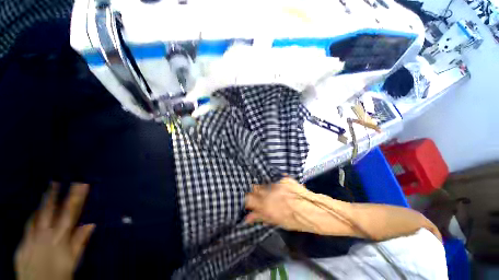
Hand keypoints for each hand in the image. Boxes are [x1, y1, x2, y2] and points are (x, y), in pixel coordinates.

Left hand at [15, 183, 94, 279]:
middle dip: (54, 196)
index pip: (70, 214)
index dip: (75, 198)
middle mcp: (44, 236)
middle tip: (56, 182)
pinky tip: (35, 212)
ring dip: (42, 204)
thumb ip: (79, 242)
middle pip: (49, 212)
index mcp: (59, 240)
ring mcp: (30, 240)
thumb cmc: (60, 274)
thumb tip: (91, 223)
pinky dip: (32, 217)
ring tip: (46, 191)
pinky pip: (27, 227)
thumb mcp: (72, 261)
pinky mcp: (22, 246)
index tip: (81, 185)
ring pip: (36, 217)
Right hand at [245, 177, 346, 232]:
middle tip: (255, 194)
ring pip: (263, 182)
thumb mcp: (278, 222)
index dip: (246, 200)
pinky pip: (273, 178)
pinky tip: (274, 184)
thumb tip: (247, 218)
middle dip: (252, 191)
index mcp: (267, 206)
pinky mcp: (284, 178)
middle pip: (254, 188)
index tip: (248, 201)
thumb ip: (262, 217)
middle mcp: (270, 193)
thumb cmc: (297, 221)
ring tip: (264, 189)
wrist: (316, 210)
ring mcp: (277, 184)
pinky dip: (271, 182)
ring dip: (262, 186)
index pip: (249, 199)